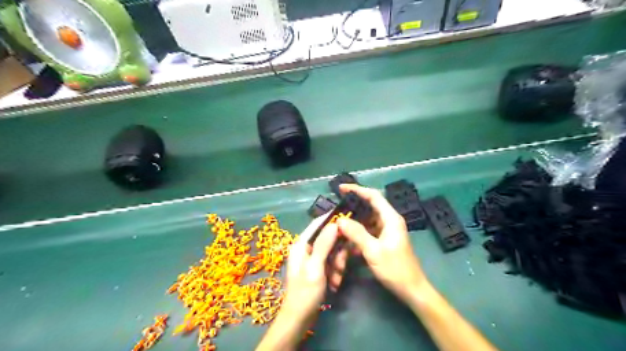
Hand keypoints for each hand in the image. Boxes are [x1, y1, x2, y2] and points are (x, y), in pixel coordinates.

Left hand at [283, 215, 349, 319]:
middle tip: (342, 266)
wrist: (299, 319)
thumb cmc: (305, 293)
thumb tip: (333, 224)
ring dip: (337, 265)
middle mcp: (305, 248)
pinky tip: (335, 284)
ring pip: (332, 252)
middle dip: (338, 253)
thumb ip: (323, 245)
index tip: (348, 222)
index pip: (317, 224)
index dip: (332, 221)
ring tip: (337, 280)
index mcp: (301, 244)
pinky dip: (335, 273)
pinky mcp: (317, 269)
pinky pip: (331, 263)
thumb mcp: (315, 268)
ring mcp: (311, 259)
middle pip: (328, 239)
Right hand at [338, 184, 430, 297]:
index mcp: (390, 218)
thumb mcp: (373, 251)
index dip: (357, 190)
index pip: (373, 196)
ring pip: (366, 222)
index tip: (341, 189)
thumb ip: (357, 233)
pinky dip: (357, 236)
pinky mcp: (383, 241)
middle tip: (335, 211)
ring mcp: (386, 231)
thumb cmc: (395, 269)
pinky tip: (347, 245)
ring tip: (338, 229)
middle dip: (352, 209)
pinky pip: (367, 233)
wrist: (411, 290)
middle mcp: (389, 221)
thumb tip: (340, 220)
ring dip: (353, 226)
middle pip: (368, 208)